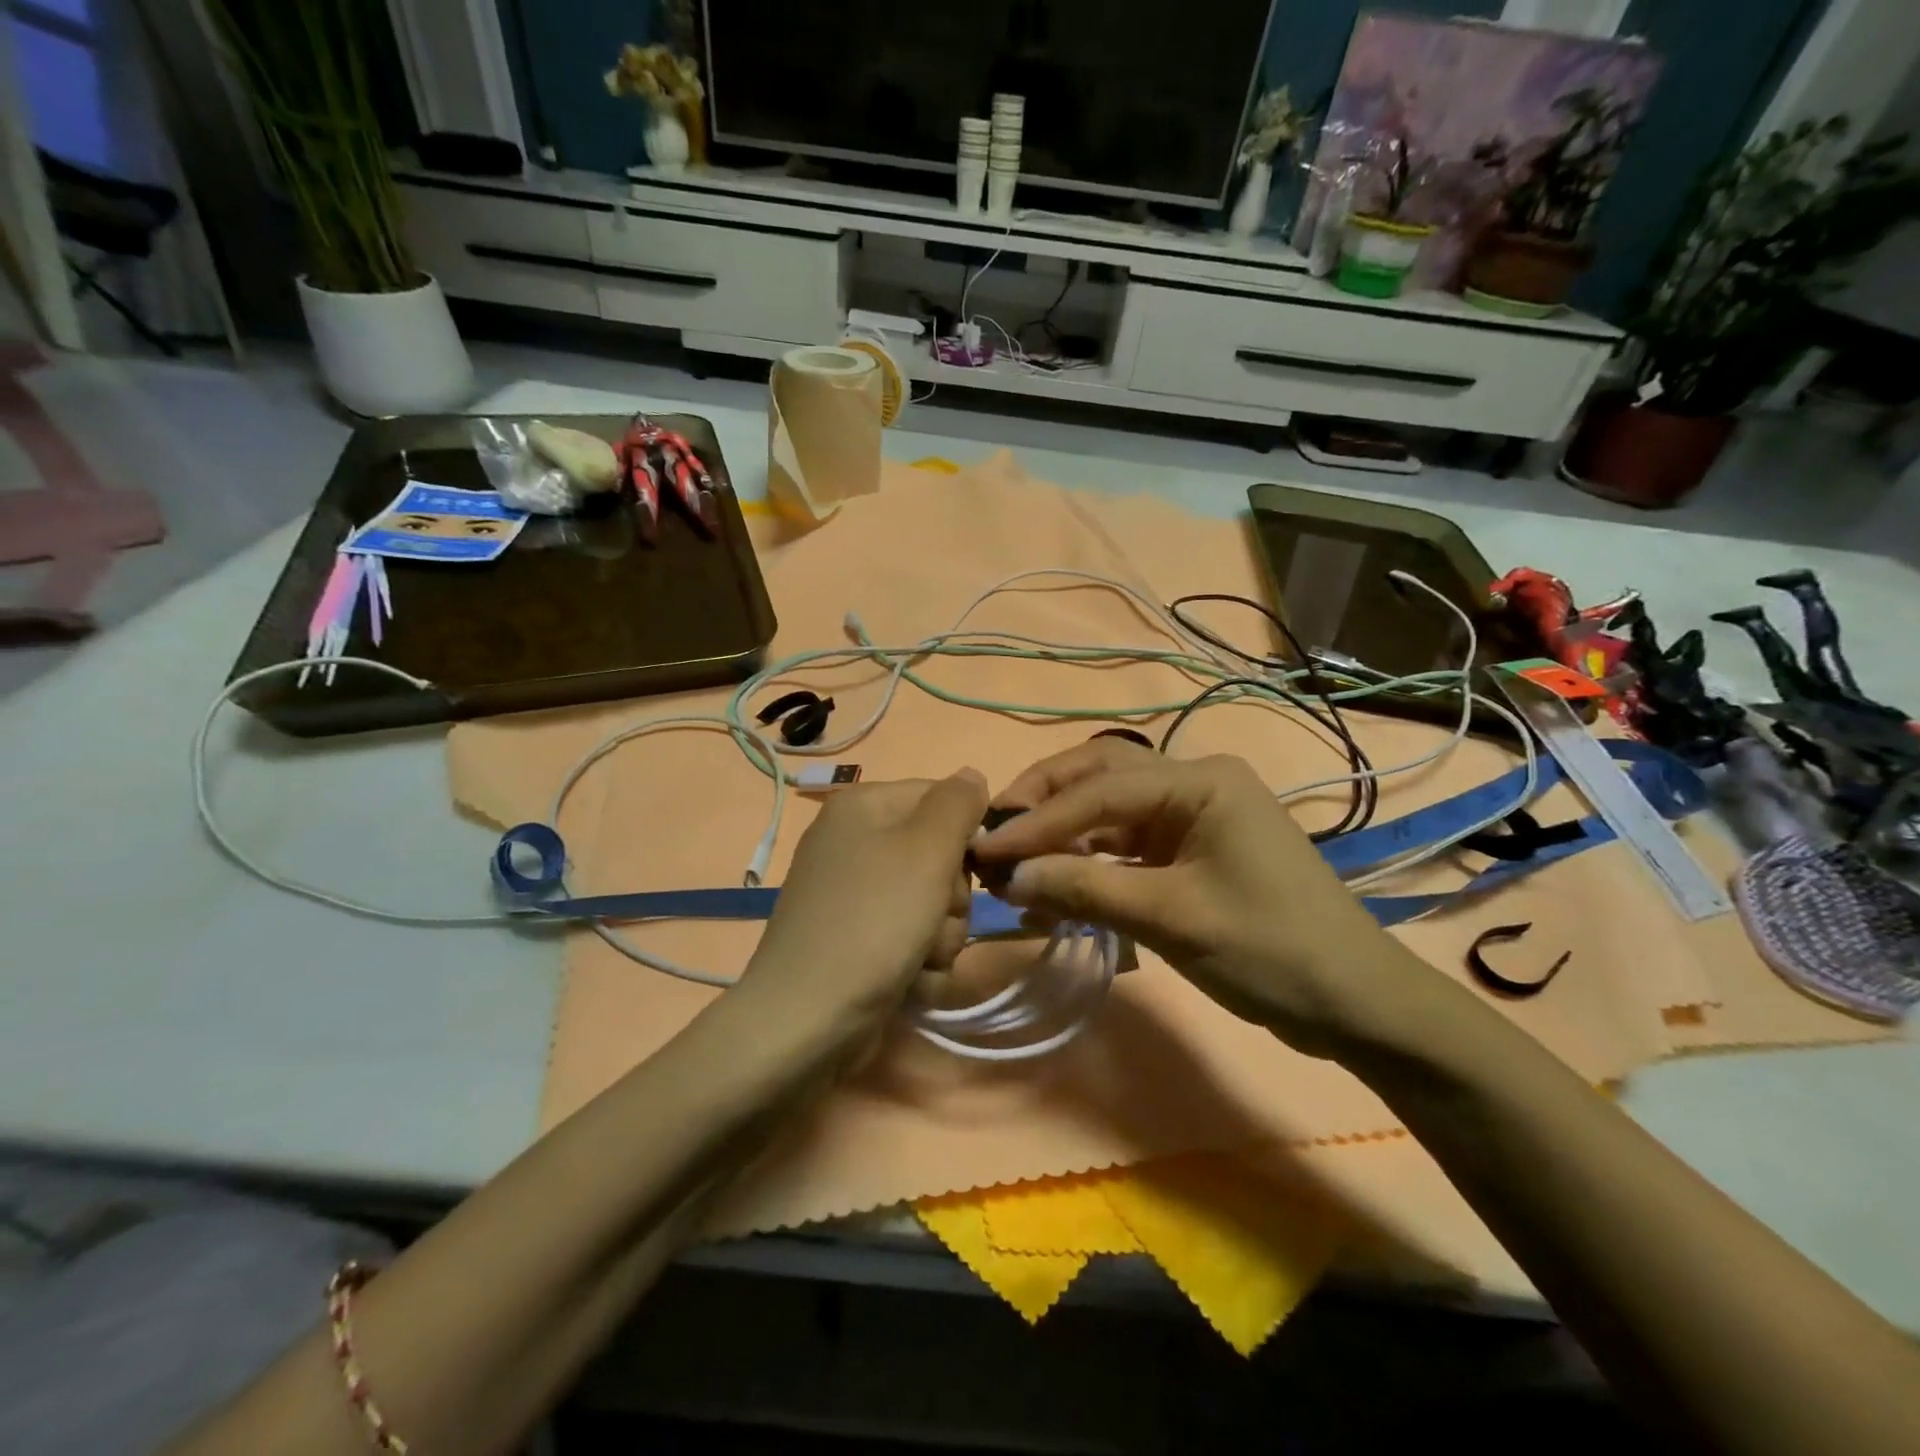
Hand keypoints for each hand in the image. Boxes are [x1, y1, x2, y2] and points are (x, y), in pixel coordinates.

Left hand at [739, 770, 989, 1050]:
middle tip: (936, 921)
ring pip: (933, 904)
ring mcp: (853, 895)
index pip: (942, 799)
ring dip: (940, 938)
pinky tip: (908, 982)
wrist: (807, 1020)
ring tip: (919, 960)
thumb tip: (972, 775)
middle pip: (940, 856)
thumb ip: (957, 804)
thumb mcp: (926, 850)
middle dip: (952, 898)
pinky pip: (910, 938)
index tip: (972, 870)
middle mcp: (854, 842)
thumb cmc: (873, 922)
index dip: (966, 836)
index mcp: (863, 807)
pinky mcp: (856, 939)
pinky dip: (919, 963)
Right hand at [971, 739, 1428, 1060]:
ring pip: (1109, 810)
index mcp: (1200, 781)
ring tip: (1015, 866)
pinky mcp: (1189, 851)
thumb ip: (1086, 889)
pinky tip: (1055, 890)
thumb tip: (1009, 877)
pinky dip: (1088, 864)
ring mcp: (1192, 817)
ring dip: (1062, 835)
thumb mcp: (1173, 918)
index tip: (986, 848)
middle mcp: (1193, 784)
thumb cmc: (1271, 950)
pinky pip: (1125, 845)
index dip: (1038, 820)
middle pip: (1100, 776)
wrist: (1355, 1004)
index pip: (1100, 789)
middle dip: (1045, 802)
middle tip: (996, 834)